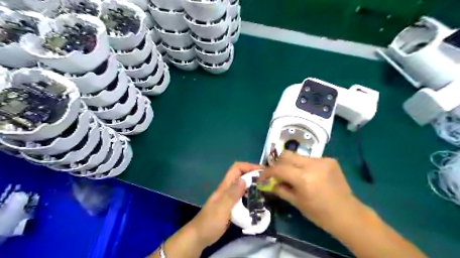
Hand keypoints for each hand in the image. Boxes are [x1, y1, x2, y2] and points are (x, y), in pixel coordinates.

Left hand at [188, 161, 259, 247]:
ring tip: (264, 189)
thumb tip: (245, 179)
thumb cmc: (210, 222)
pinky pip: (241, 196)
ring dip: (252, 184)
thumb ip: (233, 194)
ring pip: (241, 185)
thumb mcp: (222, 208)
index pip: (236, 168)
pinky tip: (255, 201)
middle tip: (266, 180)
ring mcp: (227, 197)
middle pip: (240, 175)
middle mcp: (226, 189)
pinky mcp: (229, 206)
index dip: (248, 166)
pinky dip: (249, 195)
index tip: (262, 171)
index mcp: (225, 186)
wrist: (198, 236)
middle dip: (252, 174)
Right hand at [258, 152, 362, 232]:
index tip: (263, 177)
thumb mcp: (296, 202)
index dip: (267, 172)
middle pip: (286, 155)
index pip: (278, 168)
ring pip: (298, 156)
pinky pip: (310, 159)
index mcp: (303, 178)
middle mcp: (312, 165)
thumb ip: (280, 189)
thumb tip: (268, 183)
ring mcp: (322, 160)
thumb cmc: (319, 213)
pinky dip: (304, 165)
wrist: (347, 214)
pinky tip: (308, 175)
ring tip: (293, 175)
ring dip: (291, 164)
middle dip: (278, 164)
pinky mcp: (329, 160)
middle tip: (276, 174)